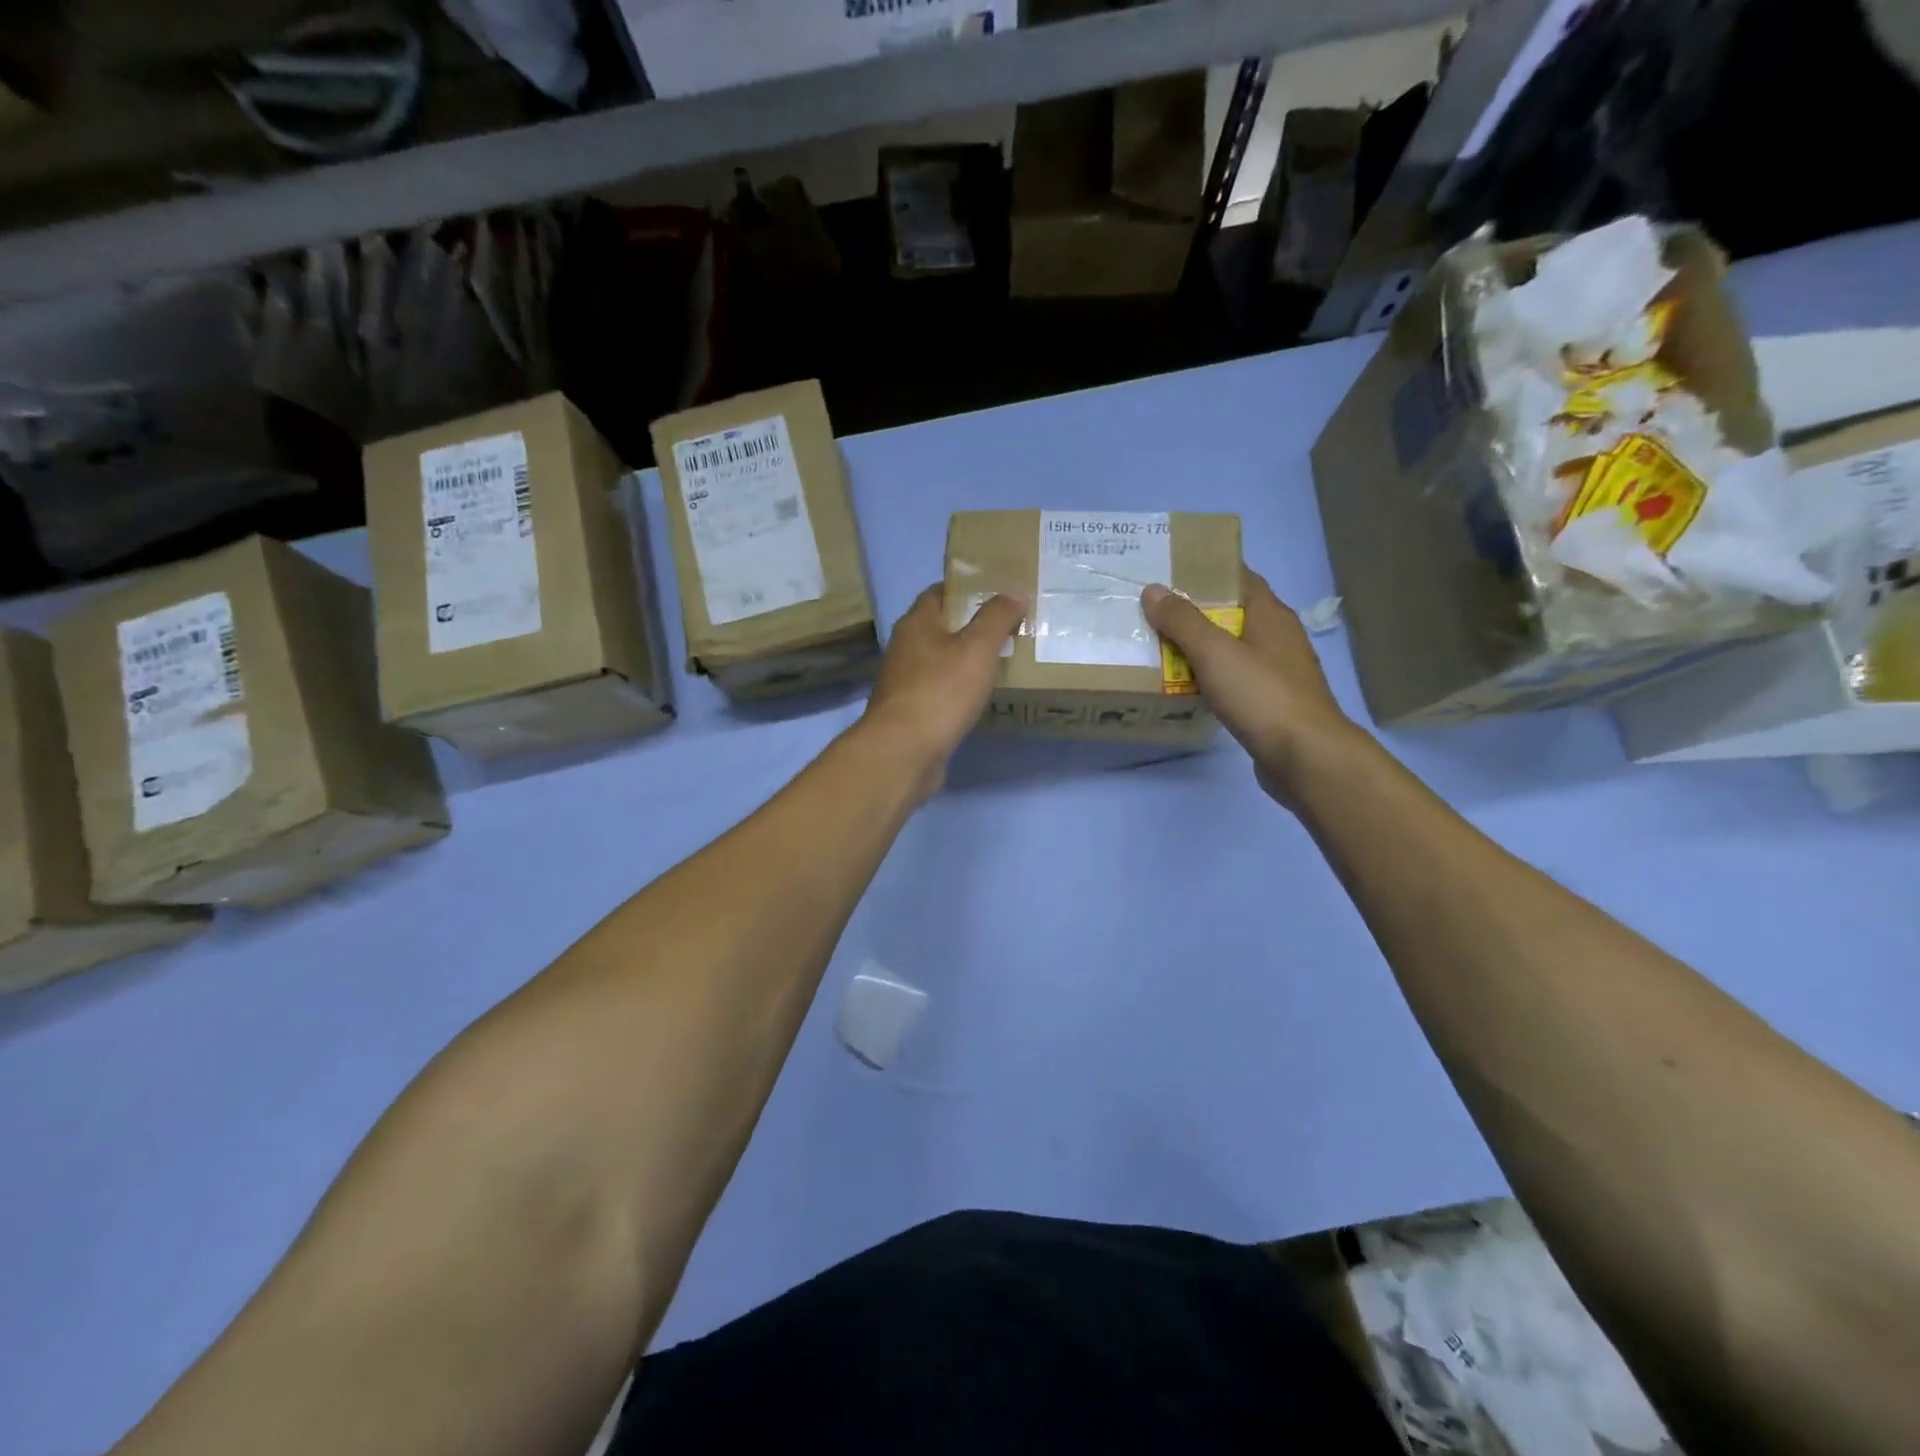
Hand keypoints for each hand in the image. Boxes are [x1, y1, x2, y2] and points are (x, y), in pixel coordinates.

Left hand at [861, 584, 1025, 797]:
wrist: (903, 752)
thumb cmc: (940, 691)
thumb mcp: (977, 648)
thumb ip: (997, 618)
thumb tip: (1013, 592)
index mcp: (917, 623)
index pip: (941, 592)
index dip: (969, 589)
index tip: (1001, 593)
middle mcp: (906, 647)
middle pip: (942, 627)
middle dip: (973, 626)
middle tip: (1011, 628)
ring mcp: (906, 681)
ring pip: (942, 660)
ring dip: (967, 660)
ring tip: (1004, 660)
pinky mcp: (912, 710)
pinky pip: (941, 689)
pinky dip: (960, 688)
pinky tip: (981, 696)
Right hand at [1142, 568, 1358, 805]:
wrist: (1305, 756)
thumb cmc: (1262, 695)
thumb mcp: (1215, 652)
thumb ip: (1182, 621)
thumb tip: (1153, 590)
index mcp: (1271, 615)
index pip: (1239, 578)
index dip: (1207, 572)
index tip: (1169, 573)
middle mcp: (1278, 638)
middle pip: (1232, 614)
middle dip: (1195, 612)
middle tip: (1153, 612)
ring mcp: (1277, 673)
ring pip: (1232, 650)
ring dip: (1200, 649)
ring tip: (1160, 648)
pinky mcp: (1271, 703)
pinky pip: (1234, 680)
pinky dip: (1210, 678)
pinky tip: (1186, 687)